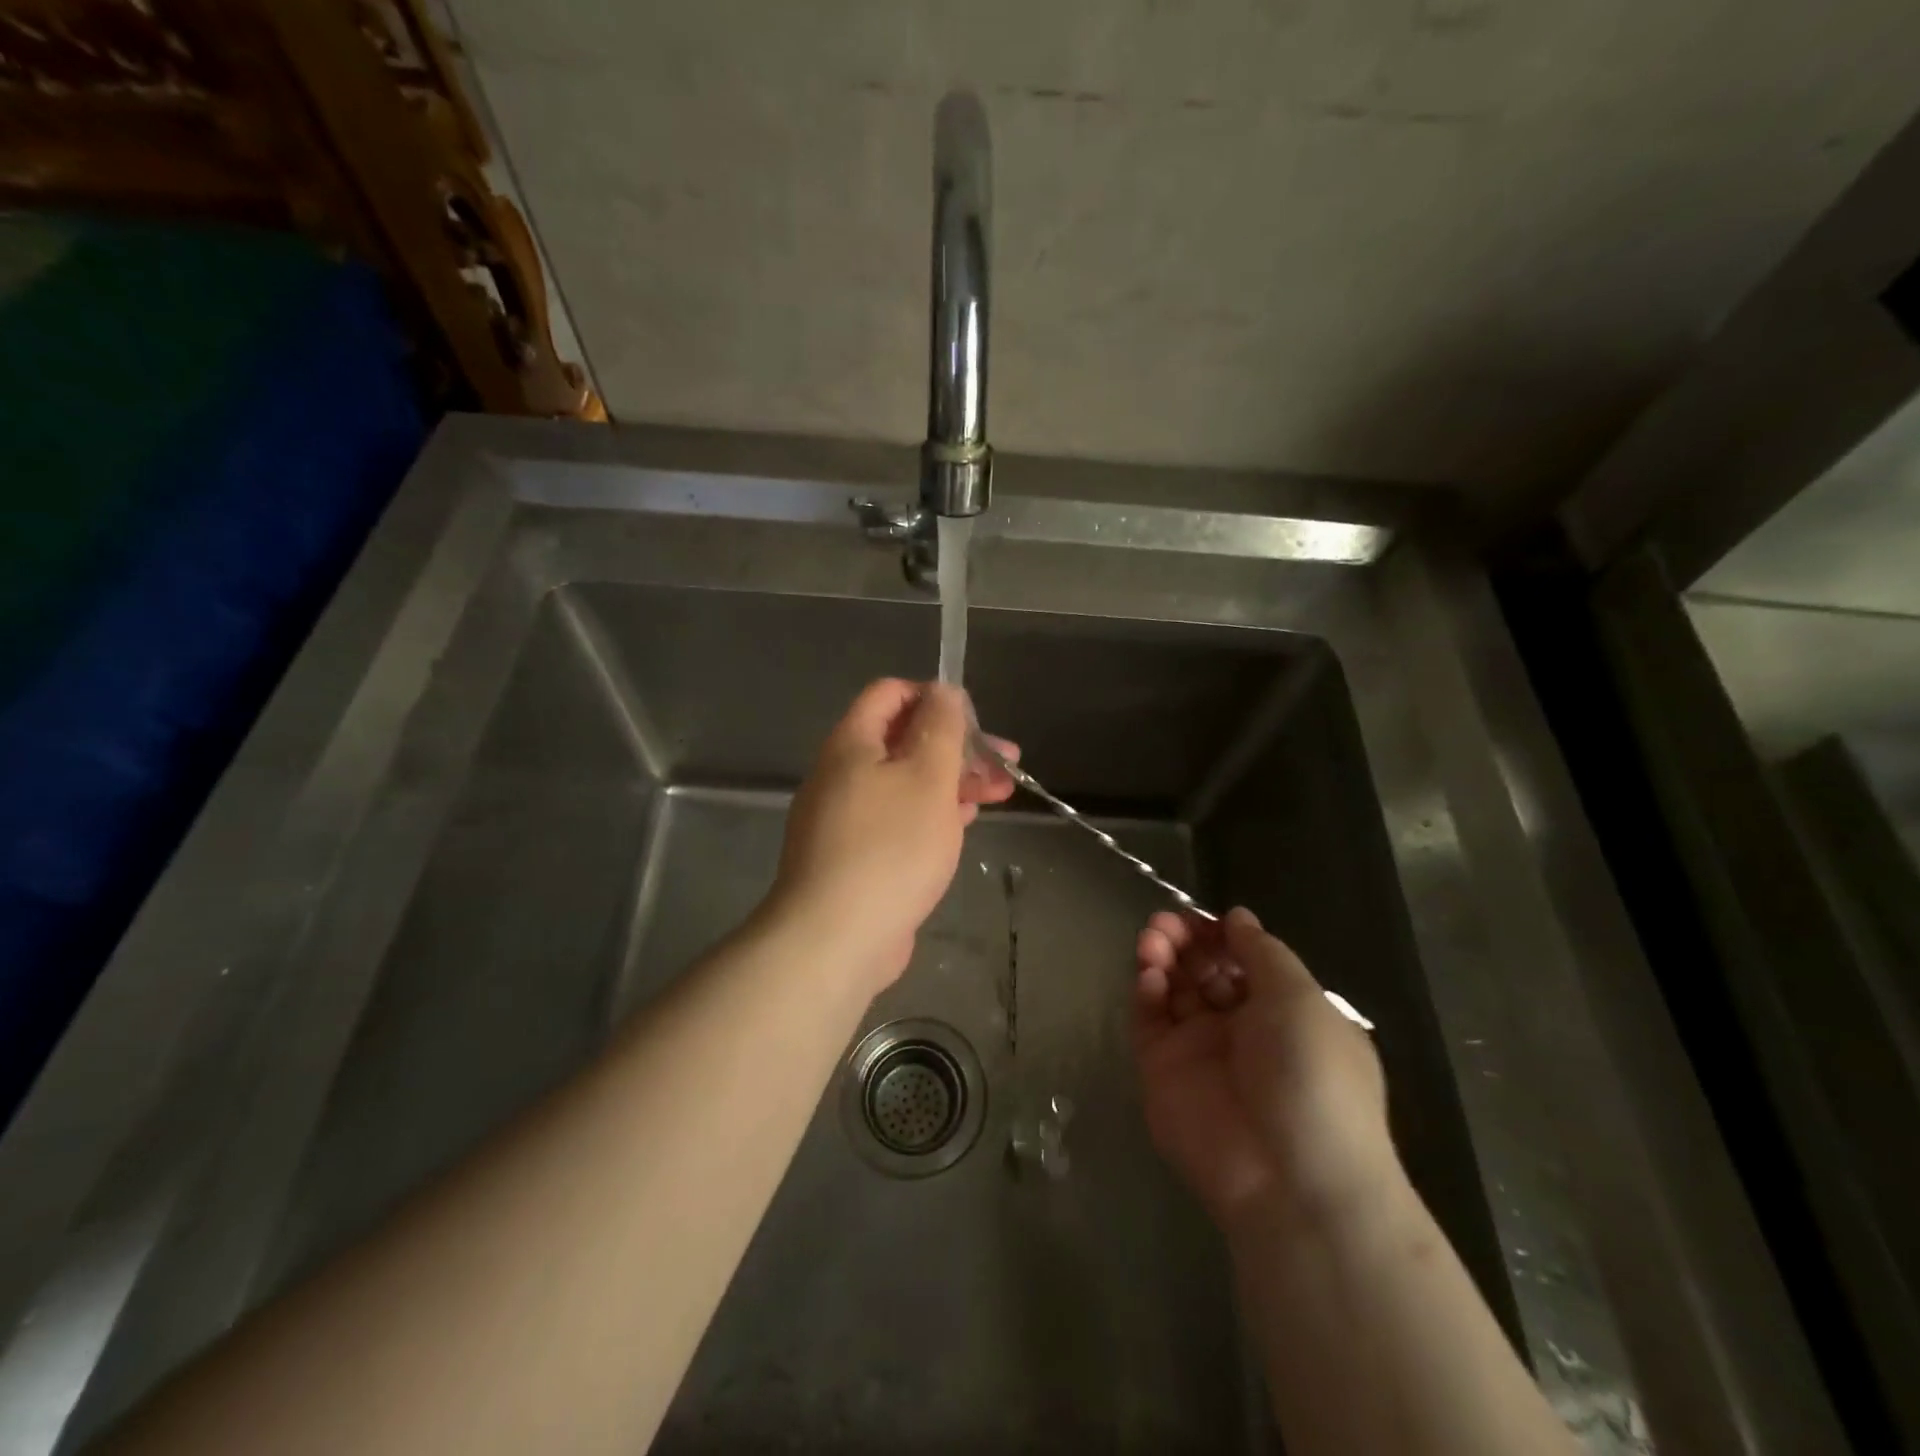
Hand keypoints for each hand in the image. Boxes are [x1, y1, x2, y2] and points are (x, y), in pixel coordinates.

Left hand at [767, 679, 1017, 993]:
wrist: (836, 939)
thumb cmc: (890, 847)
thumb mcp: (928, 777)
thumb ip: (941, 727)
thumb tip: (943, 690)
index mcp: (851, 744)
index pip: (890, 694)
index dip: (934, 696)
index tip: (975, 720)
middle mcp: (842, 774)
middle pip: (903, 741)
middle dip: (957, 746)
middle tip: (1005, 760)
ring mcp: (846, 818)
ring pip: (905, 783)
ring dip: (952, 781)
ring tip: (999, 793)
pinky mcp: (856, 856)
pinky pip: (898, 819)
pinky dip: (932, 813)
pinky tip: (963, 823)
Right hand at [1135, 906, 1396, 1232]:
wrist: (1290, 1177)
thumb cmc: (1312, 1075)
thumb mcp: (1301, 999)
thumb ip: (1263, 952)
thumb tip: (1238, 917)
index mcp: (1284, 1013)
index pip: (1243, 960)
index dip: (1221, 935)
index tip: (1202, 917)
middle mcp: (1240, 1029)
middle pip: (1203, 970)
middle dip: (1185, 941)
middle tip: (1166, 924)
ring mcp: (1199, 1050)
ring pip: (1172, 990)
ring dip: (1162, 957)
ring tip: (1152, 939)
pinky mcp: (1162, 1071)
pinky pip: (1149, 1022)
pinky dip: (1146, 992)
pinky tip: (1150, 976)